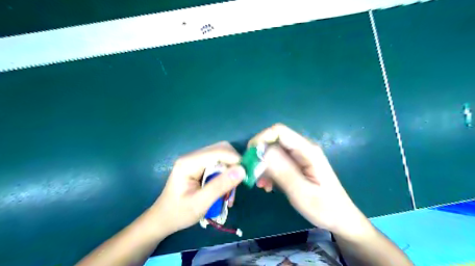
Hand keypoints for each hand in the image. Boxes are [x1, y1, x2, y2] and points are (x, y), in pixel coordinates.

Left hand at [151, 141, 243, 234]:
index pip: (218, 151)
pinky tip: (225, 188)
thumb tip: (242, 170)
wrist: (163, 219)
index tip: (246, 174)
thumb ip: (220, 186)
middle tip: (239, 182)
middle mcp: (192, 157)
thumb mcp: (200, 203)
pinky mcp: (199, 166)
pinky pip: (218, 163)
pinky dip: (225, 174)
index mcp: (189, 163)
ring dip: (230, 170)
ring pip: (221, 156)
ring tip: (231, 190)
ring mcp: (195, 160)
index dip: (235, 159)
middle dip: (233, 164)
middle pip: (221, 150)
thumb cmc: (178, 213)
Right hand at [250, 124, 367, 237]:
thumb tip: (261, 152)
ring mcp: (300, 157)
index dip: (261, 139)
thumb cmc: (324, 207)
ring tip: (261, 184)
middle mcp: (303, 149)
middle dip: (260, 156)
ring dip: (263, 166)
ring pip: (274, 152)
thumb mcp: (301, 192)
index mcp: (307, 150)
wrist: (340, 218)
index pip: (279, 131)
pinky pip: (277, 162)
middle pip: (274, 141)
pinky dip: (269, 172)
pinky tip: (268, 186)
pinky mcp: (297, 165)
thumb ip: (282, 171)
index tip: (250, 157)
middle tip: (253, 175)